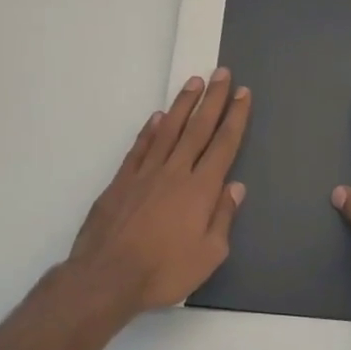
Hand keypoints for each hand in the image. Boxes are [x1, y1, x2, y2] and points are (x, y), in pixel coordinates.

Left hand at [68, 68, 249, 316]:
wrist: (107, 276)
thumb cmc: (165, 271)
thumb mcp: (209, 254)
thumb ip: (223, 217)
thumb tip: (235, 187)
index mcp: (201, 190)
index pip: (223, 145)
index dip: (235, 118)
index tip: (242, 94)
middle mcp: (175, 172)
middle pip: (198, 129)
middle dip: (213, 100)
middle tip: (222, 73)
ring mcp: (145, 173)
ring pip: (168, 130)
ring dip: (183, 105)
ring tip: (194, 82)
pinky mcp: (121, 181)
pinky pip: (140, 147)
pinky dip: (151, 130)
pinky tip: (158, 117)